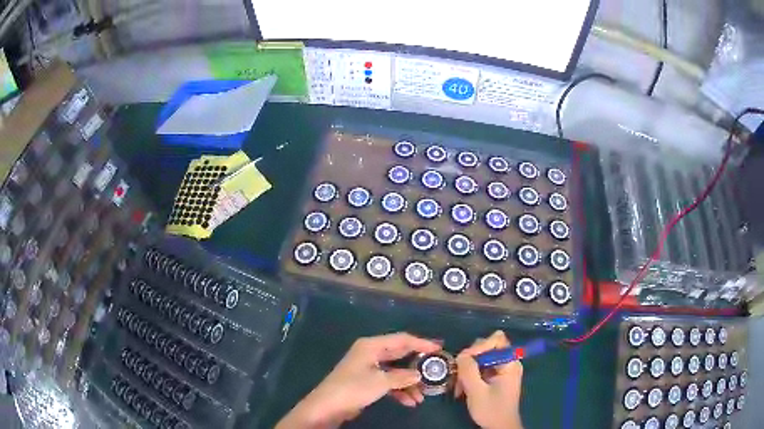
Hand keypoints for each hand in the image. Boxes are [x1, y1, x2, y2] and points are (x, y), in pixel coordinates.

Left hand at [276, 333, 441, 428]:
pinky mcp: (366, 382)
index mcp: (371, 346)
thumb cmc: (353, 388)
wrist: (328, 407)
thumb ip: (402, 376)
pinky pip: (388, 382)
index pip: (401, 340)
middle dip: (417, 364)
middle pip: (399, 355)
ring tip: (423, 395)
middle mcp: (370, 353)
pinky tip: (410, 402)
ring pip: (395, 371)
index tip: (439, 348)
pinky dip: (399, 391)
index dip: (421, 343)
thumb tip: (419, 374)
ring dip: (409, 382)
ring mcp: (368, 368)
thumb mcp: (381, 382)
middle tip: (436, 368)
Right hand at [455, 331, 523, 428]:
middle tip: (458, 374)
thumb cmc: (491, 410)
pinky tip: (462, 390)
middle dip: (469, 360)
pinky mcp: (495, 378)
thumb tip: (461, 355)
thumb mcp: (477, 391)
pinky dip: (469, 377)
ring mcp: (501, 370)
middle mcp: (507, 362)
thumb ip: (469, 370)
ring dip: (466, 371)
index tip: (465, 360)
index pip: (497, 339)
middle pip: (486, 348)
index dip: (479, 346)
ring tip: (458, 387)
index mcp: (510, 363)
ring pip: (480, 359)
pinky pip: (480, 369)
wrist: (499, 428)